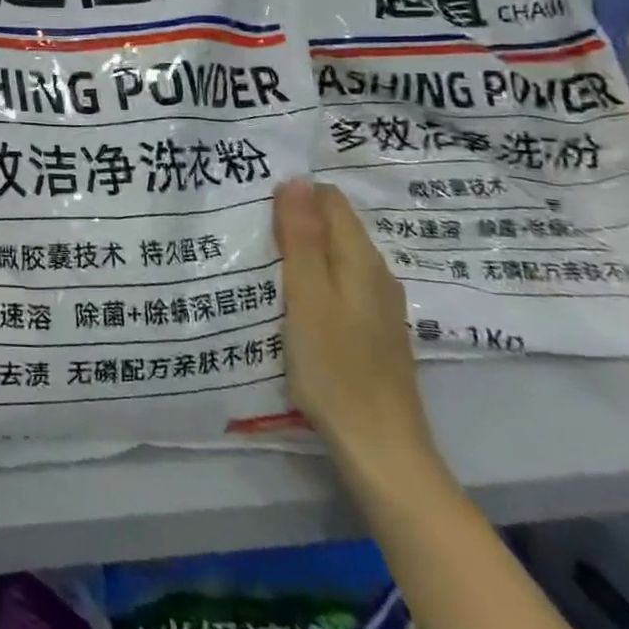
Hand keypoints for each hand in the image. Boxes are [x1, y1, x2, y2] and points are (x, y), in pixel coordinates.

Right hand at [275, 179, 441, 483]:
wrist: (381, 450)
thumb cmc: (335, 368)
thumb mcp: (308, 296)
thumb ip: (302, 237)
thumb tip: (296, 179)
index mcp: (361, 259)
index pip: (328, 199)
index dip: (292, 195)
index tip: (254, 205)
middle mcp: (376, 274)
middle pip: (332, 226)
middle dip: (292, 221)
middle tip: (247, 231)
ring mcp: (377, 305)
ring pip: (333, 257)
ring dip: (299, 252)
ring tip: (257, 260)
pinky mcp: (370, 332)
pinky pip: (336, 286)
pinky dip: (310, 281)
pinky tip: (286, 300)